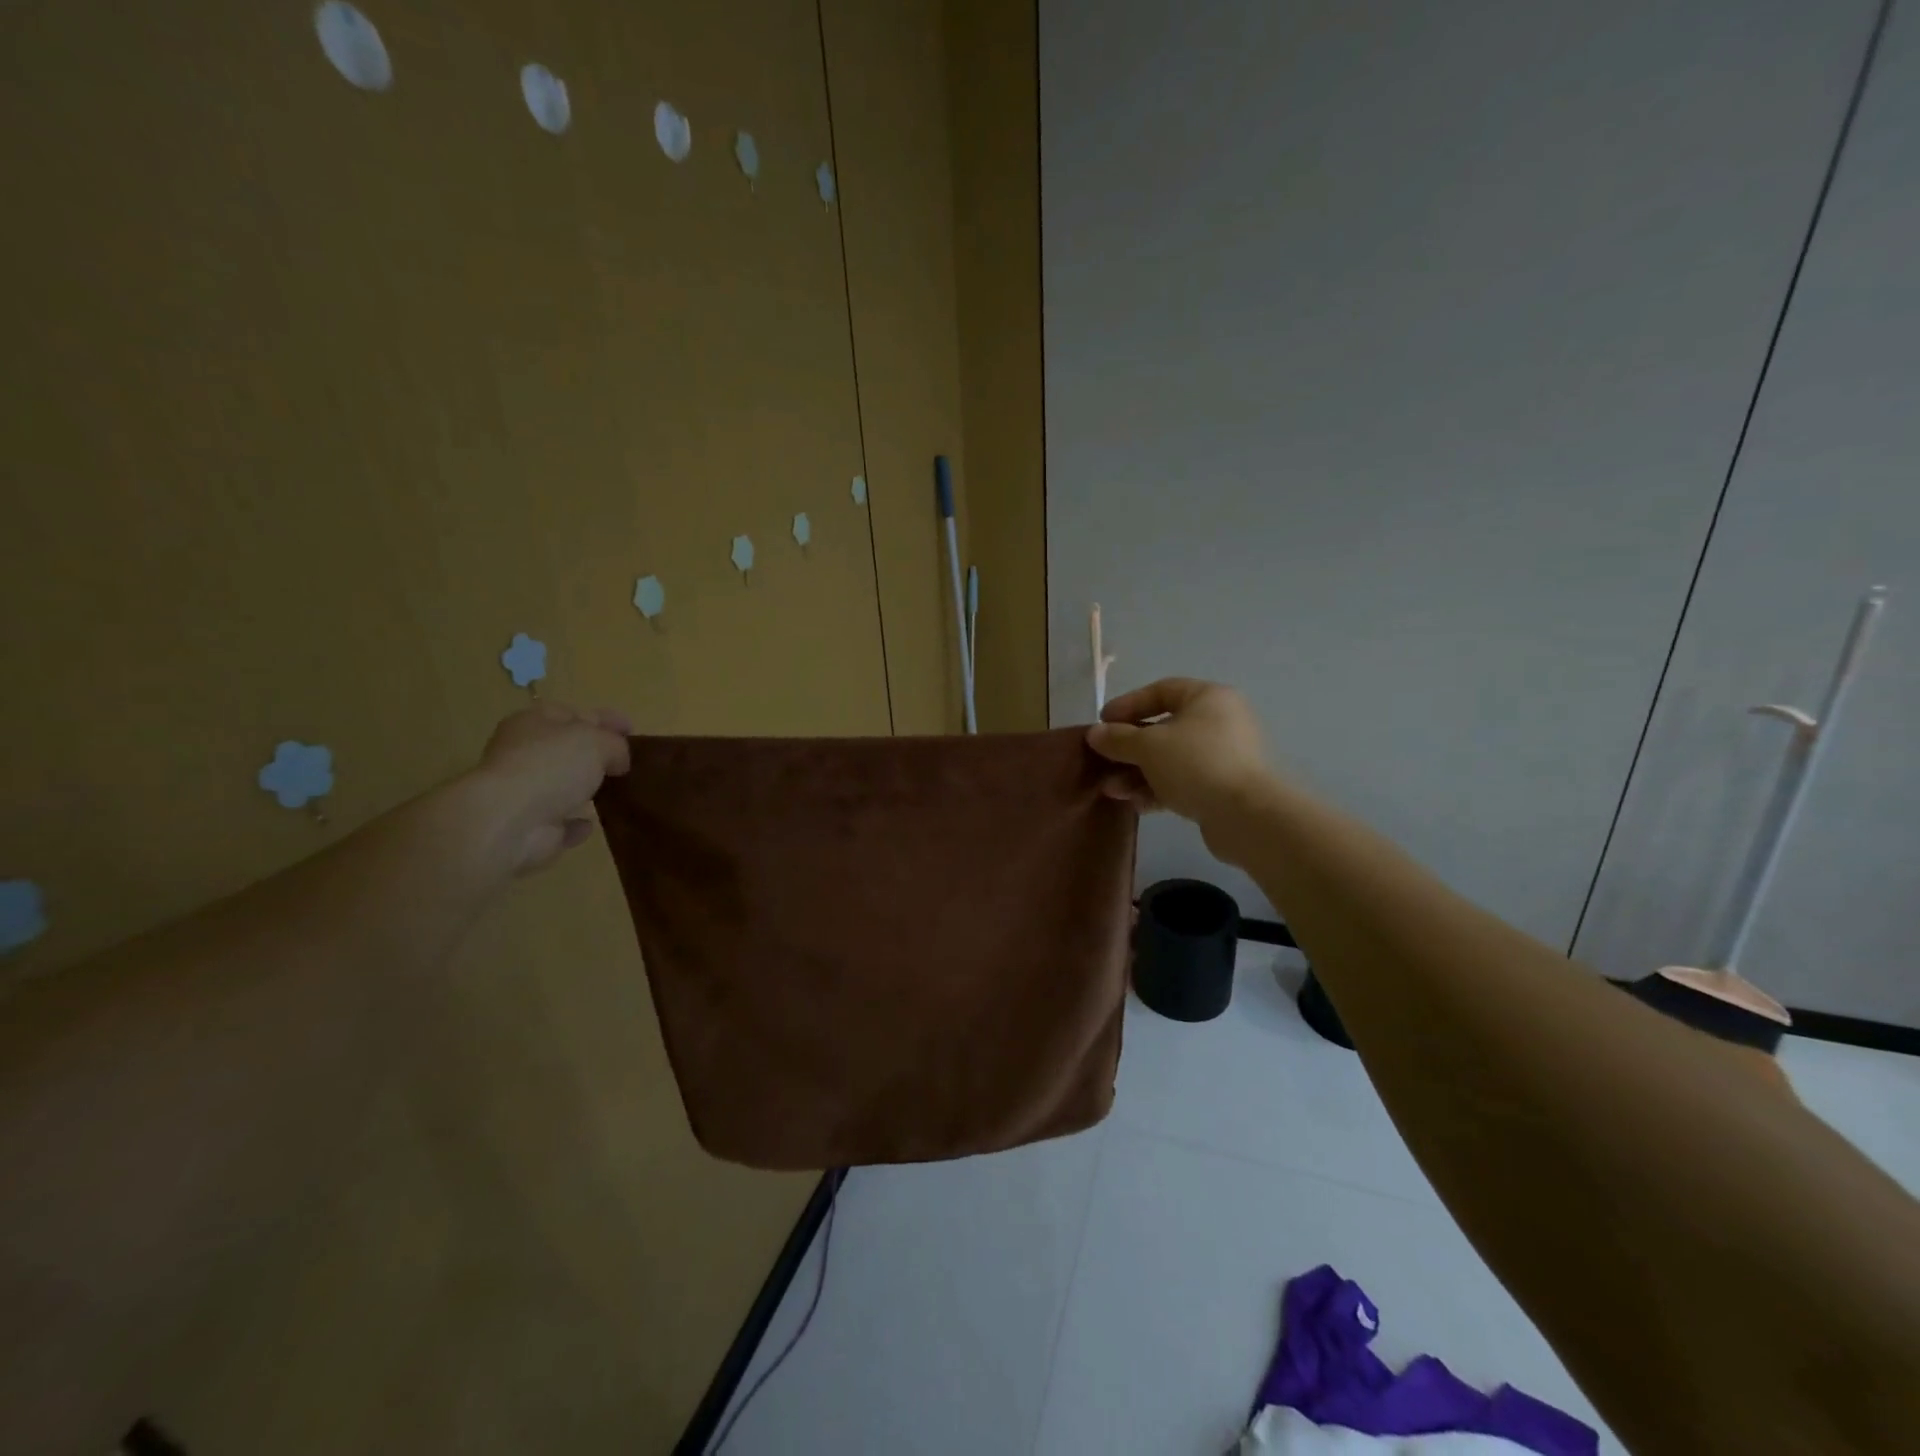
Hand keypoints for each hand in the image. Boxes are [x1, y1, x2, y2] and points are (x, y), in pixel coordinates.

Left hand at [466, 702, 632, 877]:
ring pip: (561, 785)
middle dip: (595, 754)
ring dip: (584, 788)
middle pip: (566, 749)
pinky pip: (559, 822)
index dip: (604, 719)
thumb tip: (619, 761)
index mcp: (534, 723)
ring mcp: (524, 792)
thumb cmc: (551, 766)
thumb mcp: (597, 741)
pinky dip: (574, 823)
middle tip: (627, 762)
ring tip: (616, 791)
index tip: (632, 730)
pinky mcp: (530, 827)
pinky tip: (591, 823)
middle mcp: (524, 754)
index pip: (573, 713)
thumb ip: (616, 745)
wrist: (510, 821)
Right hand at [1086, 678, 1271, 826]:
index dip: (1128, 704)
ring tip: (1111, 790)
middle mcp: (1220, 722)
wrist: (1247, 816)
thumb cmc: (1196, 764)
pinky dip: (1158, 790)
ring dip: (1138, 773)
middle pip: (1164, 728)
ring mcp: (1224, 757)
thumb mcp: (1148, 746)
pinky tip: (1135, 804)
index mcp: (1208, 698)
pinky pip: (1183, 782)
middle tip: (1103, 761)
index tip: (1101, 722)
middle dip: (1129, 747)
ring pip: (1171, 759)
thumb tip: (1094, 733)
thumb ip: (1118, 738)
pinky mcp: (1223, 788)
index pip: (1162, 690)